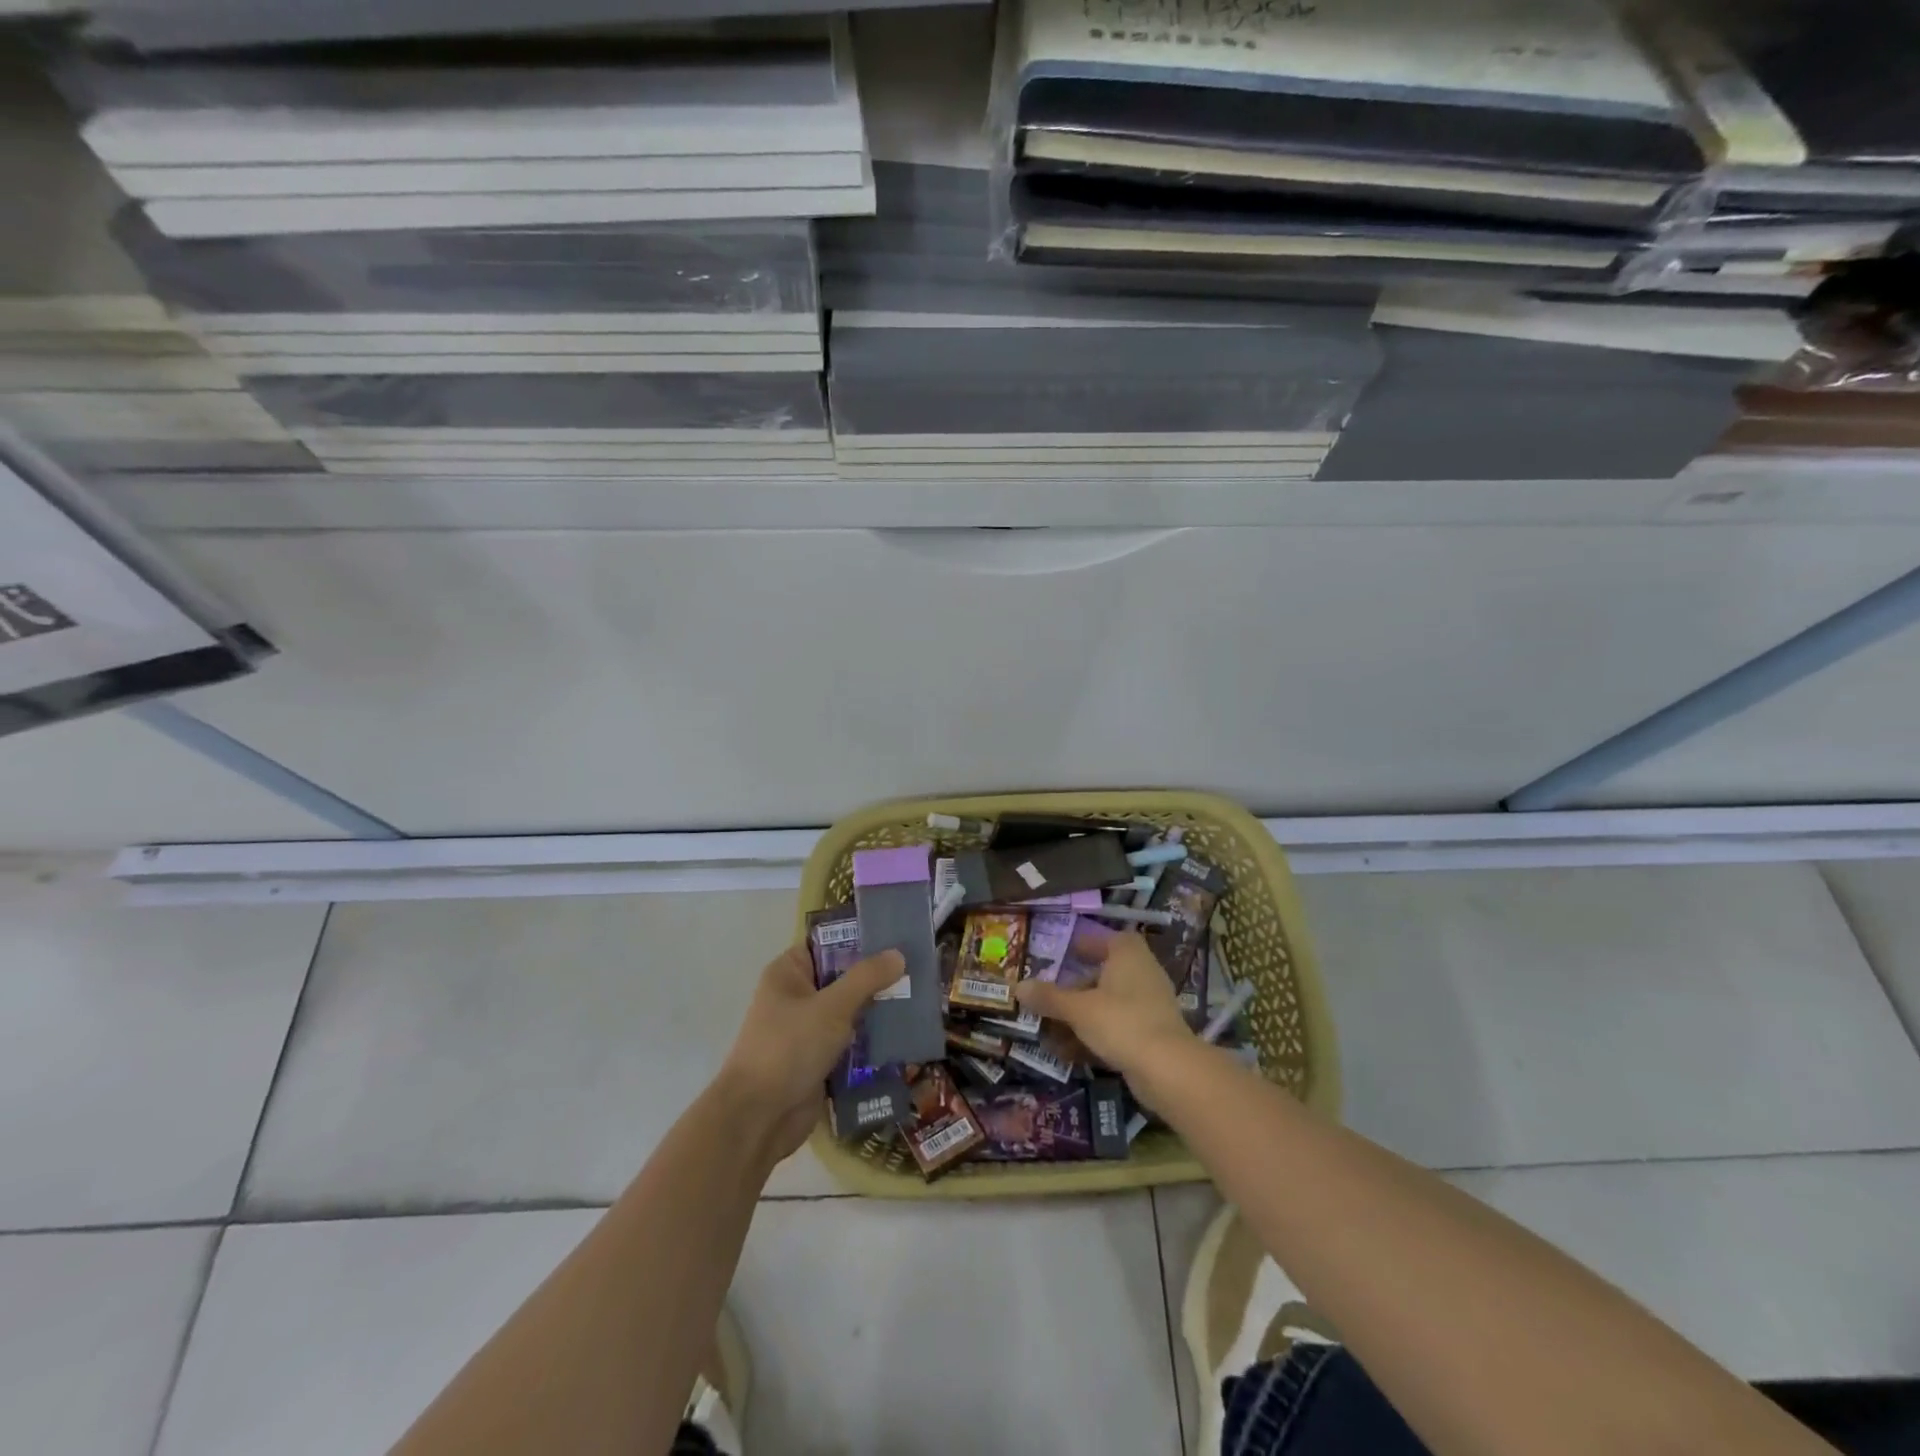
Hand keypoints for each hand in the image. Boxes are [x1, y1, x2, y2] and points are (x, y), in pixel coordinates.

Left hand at [717, 943, 905, 1161]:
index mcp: (789, 972)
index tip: (897, 937)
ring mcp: (807, 1029)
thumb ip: (866, 978)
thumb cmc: (789, 1048)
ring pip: (850, 1010)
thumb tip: (898, 954)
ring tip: (918, 1000)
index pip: (828, 943)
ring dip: (878, 1009)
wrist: (759, 1118)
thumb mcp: (832, 1007)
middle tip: (918, 969)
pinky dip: (872, 1039)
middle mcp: (797, 996)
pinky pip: (851, 1040)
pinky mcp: (818, 1059)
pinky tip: (904, 1034)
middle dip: (877, 977)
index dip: (860, 939)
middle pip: (843, 977)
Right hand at [1016, 931, 1192, 1081]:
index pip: (1110, 939)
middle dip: (1078, 985)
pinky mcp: (1153, 1035)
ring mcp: (1151, 1006)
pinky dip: (1096, 1035)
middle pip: (1106, 974)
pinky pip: (1118, 1027)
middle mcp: (1143, 974)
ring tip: (1053, 1029)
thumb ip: (1049, 998)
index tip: (1065, 952)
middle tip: (1052, 995)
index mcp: (1129, 956)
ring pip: (1110, 1004)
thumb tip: (1018, 987)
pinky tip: (1071, 1053)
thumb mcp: (1078, 1009)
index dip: (1088, 943)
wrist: (1168, 1070)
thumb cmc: (1121, 1022)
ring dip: (1083, 1015)